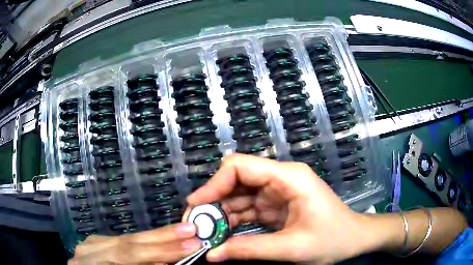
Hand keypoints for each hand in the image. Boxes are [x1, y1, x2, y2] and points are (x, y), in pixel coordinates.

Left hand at [69, 223, 200, 264]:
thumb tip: (172, 261)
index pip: (128, 255)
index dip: (160, 251)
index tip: (191, 246)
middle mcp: (87, 252)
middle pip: (126, 242)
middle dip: (161, 238)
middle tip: (191, 230)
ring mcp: (88, 245)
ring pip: (123, 237)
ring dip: (154, 236)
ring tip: (180, 231)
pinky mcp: (93, 243)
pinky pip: (120, 240)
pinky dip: (140, 241)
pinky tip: (158, 238)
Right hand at [187, 154, 371, 263]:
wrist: (354, 239)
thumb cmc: (333, 239)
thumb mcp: (293, 248)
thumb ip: (251, 250)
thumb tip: (212, 254)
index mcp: (289, 178)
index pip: (241, 167)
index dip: (215, 183)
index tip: (196, 205)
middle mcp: (281, 180)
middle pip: (237, 180)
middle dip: (213, 200)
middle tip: (195, 223)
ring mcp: (277, 193)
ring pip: (239, 196)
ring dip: (221, 213)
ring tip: (204, 231)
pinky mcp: (276, 207)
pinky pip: (247, 210)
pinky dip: (233, 221)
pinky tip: (221, 234)